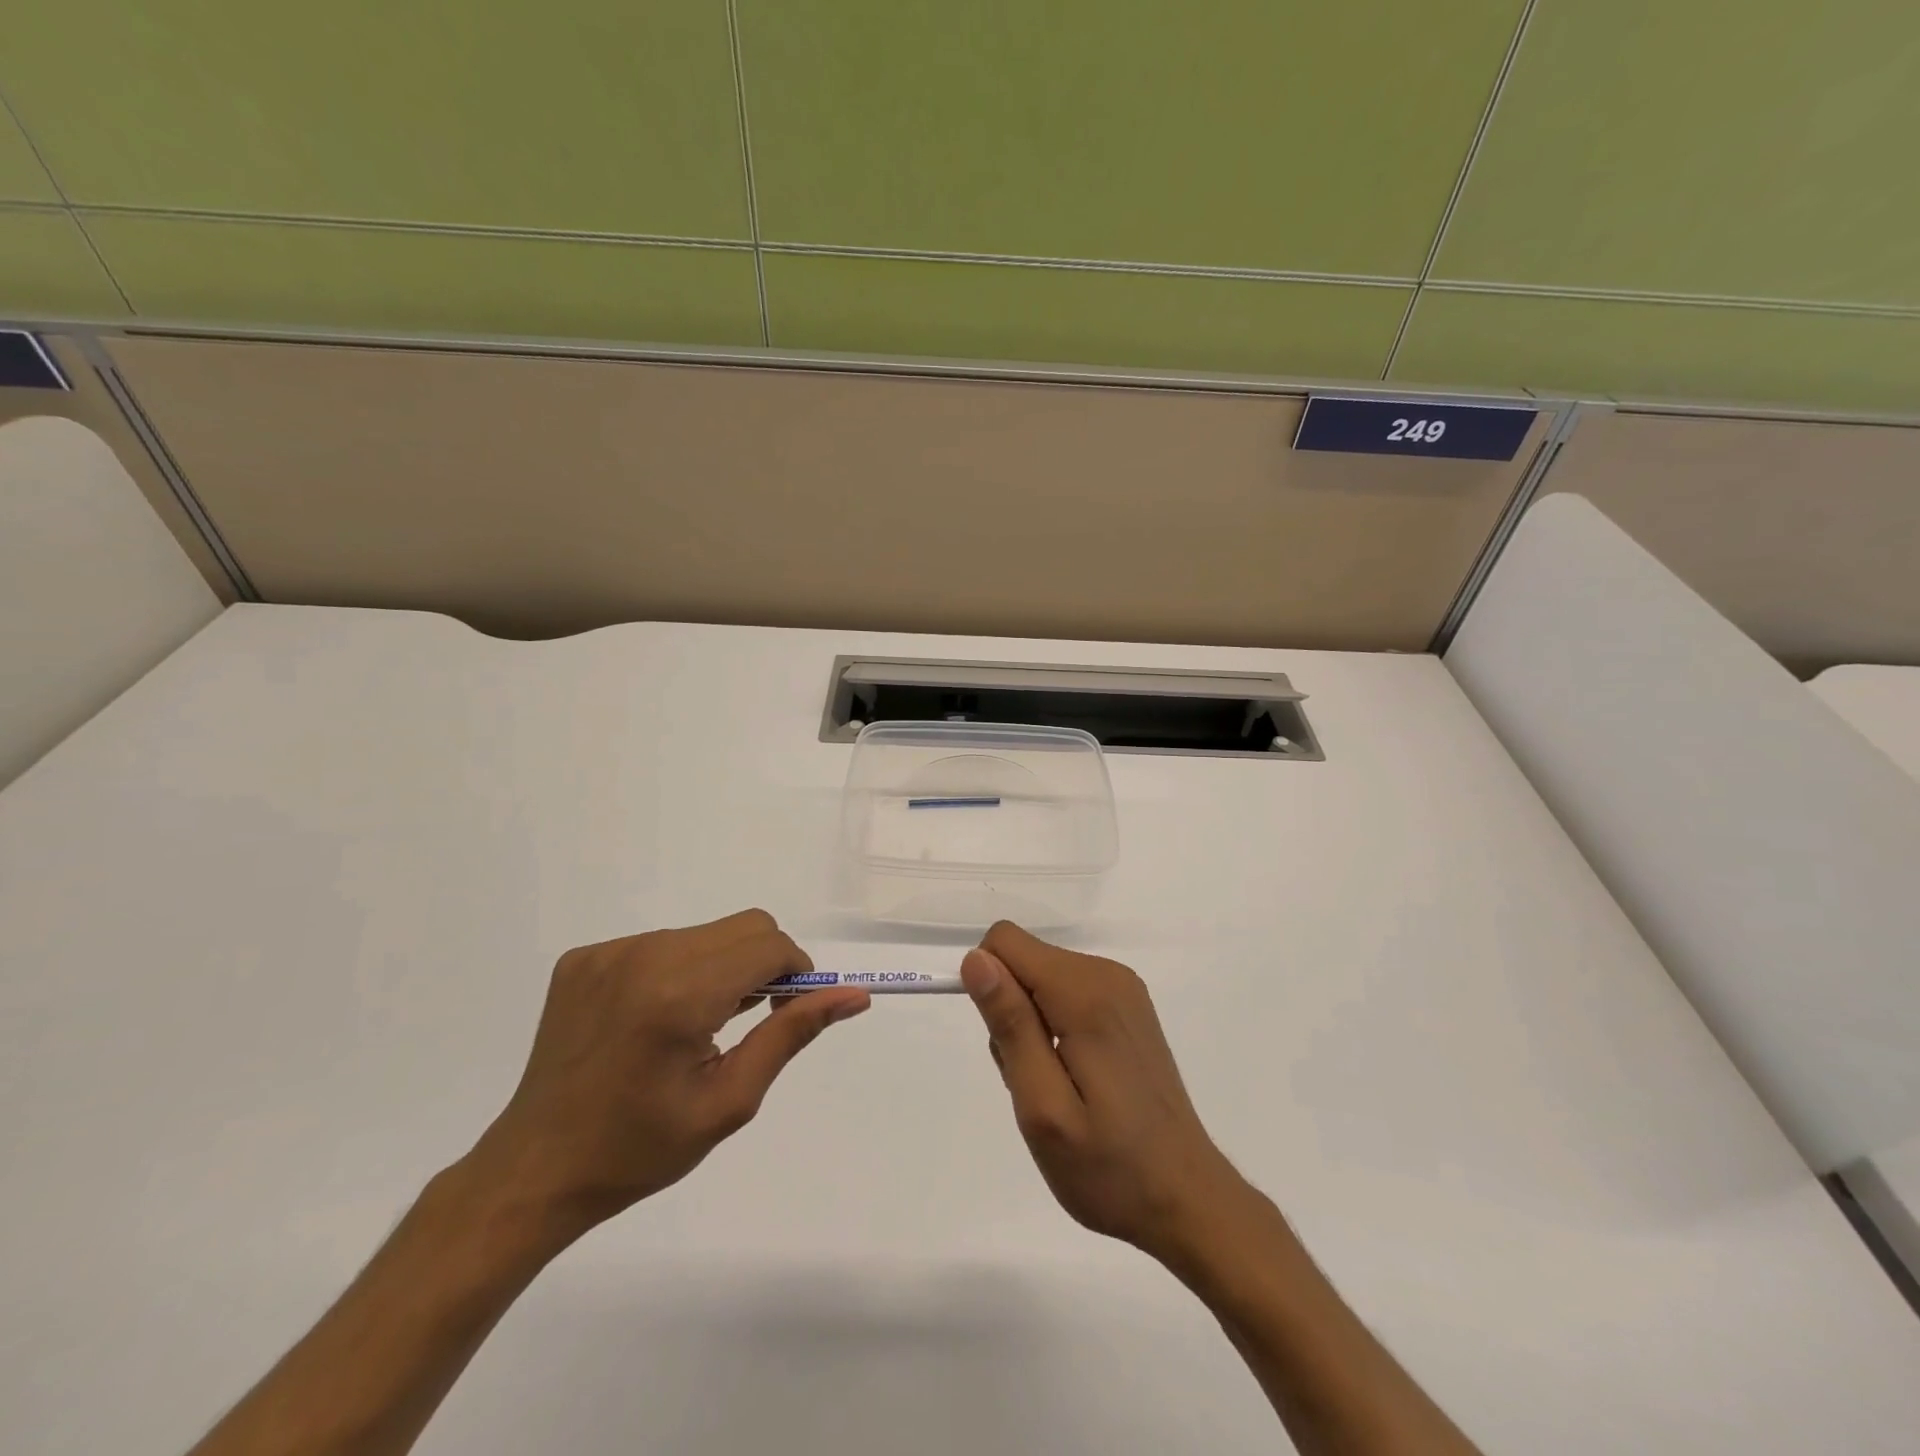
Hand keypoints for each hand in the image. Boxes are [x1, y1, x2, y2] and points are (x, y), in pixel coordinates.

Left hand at [467, 910, 868, 1236]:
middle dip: (764, 965)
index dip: (794, 973)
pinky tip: (656, 1019)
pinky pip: (662, 943)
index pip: (769, 944)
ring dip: (721, 967)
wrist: (534, 1171)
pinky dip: (680, 970)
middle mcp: (643, 956)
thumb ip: (792, 1033)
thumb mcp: (730, 1100)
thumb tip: (854, 995)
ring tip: (696, 1025)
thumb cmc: (640, 1149)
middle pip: (744, 927)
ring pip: (705, 933)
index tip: (783, 1015)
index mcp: (679, 995)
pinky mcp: (583, 957)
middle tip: (745, 1022)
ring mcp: (607, 952)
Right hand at [961, 922, 1253, 1264]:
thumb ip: (1010, 1025)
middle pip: (1024, 961)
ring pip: (1041, 979)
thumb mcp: (1043, 1107)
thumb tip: (976, 959)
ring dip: (1031, 1028)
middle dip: (1011, 1015)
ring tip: (1056, 1090)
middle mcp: (1106, 975)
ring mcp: (1123, 989)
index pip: (1006, 942)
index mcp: (1085, 994)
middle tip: (1034, 1083)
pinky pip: (1066, 992)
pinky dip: (1055, 1029)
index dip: (989, 988)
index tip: (1006, 1045)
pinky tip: (1076, 1079)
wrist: (1186, 1198)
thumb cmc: (1109, 1167)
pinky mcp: (1128, 1006)